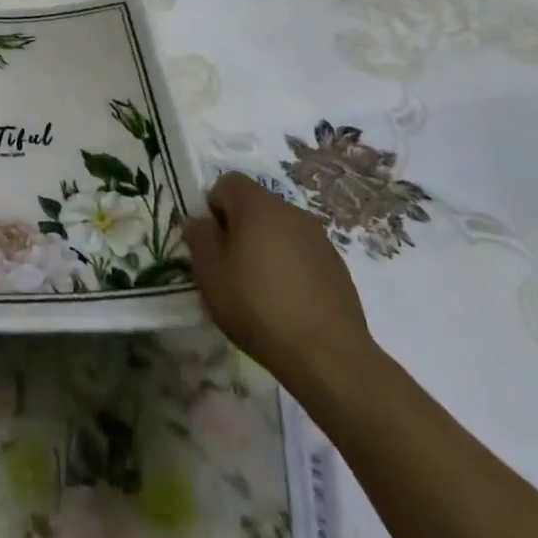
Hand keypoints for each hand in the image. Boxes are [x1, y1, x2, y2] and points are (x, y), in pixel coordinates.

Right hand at [184, 173, 374, 393]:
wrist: (328, 355)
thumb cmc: (257, 305)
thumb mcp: (210, 273)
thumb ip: (199, 238)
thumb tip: (200, 222)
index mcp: (258, 206)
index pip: (228, 182)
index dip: (213, 206)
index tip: (211, 240)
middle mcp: (292, 212)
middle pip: (256, 205)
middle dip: (239, 227)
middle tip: (230, 265)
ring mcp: (320, 239)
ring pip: (280, 230)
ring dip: (266, 247)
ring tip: (259, 288)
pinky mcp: (338, 267)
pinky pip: (302, 253)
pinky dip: (290, 267)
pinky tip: (287, 302)